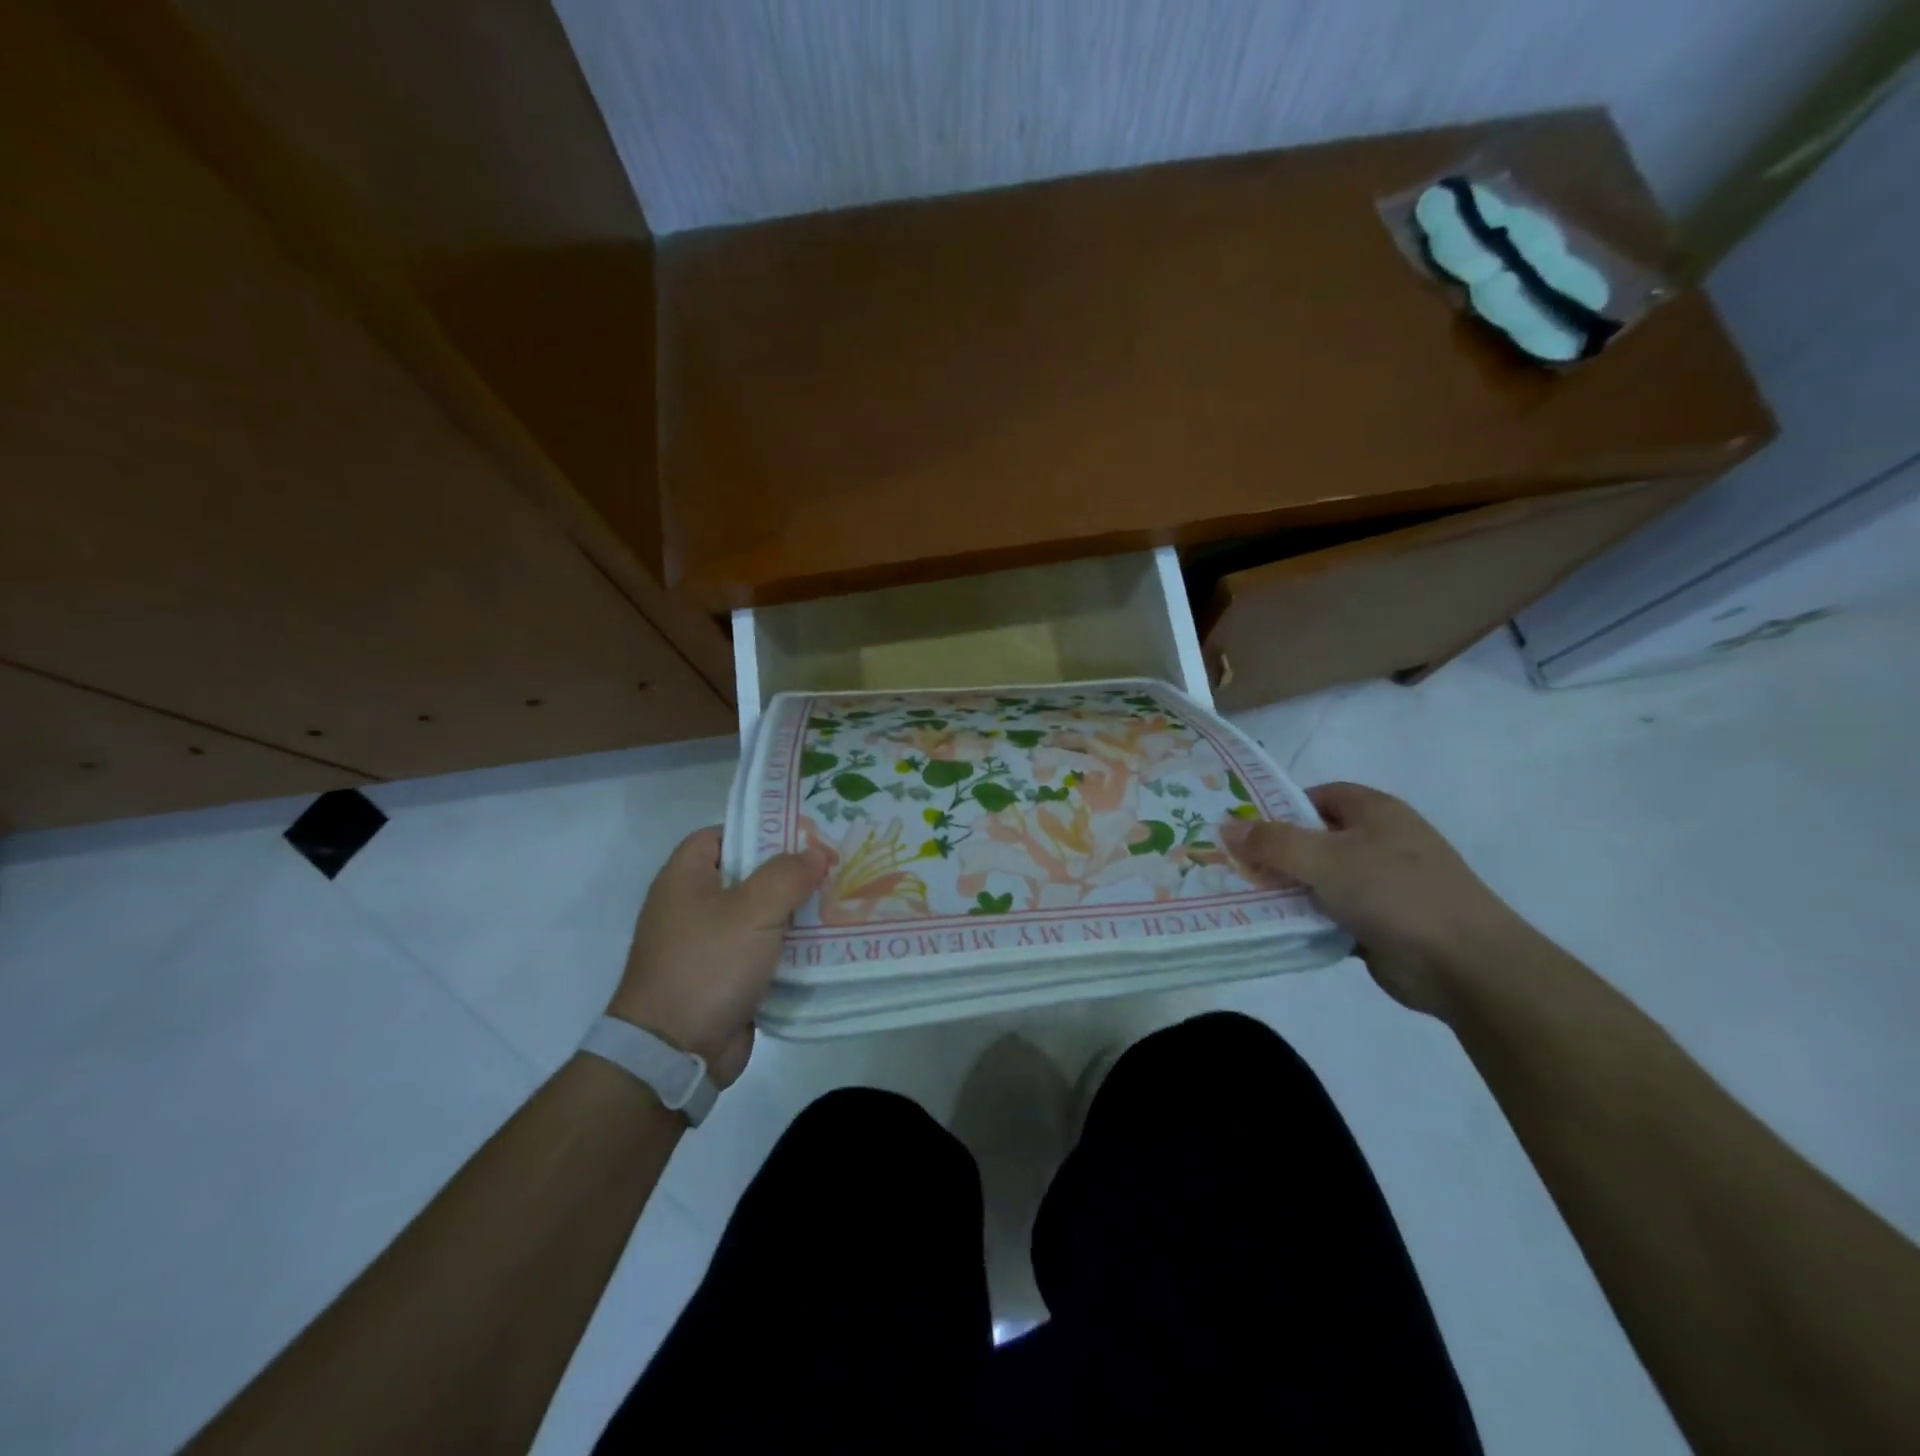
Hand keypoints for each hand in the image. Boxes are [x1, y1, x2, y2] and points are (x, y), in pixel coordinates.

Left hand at [609, 827, 826, 1086]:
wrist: (674, 1053)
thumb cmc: (707, 965)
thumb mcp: (752, 910)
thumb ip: (787, 875)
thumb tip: (817, 853)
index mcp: (684, 878)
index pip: (721, 835)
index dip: (760, 830)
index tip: (804, 832)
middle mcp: (693, 906)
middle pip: (747, 874)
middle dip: (790, 871)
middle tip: (834, 863)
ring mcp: (709, 944)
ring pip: (760, 914)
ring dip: (796, 911)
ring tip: (842, 897)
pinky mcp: (726, 977)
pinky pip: (763, 950)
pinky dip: (791, 946)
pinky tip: (828, 940)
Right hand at [1219, 782, 1528, 1017]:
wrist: (1465, 964)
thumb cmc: (1393, 892)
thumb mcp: (1324, 859)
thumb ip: (1272, 842)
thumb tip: (1226, 828)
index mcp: (1376, 812)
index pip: (1319, 796)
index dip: (1281, 807)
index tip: (1245, 828)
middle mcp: (1381, 842)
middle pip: (1316, 838)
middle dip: (1277, 852)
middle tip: (1234, 865)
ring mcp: (1383, 885)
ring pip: (1321, 879)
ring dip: (1289, 889)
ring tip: (1243, 896)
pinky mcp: (1381, 923)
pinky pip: (1332, 913)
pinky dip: (1307, 918)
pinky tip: (1276, 926)